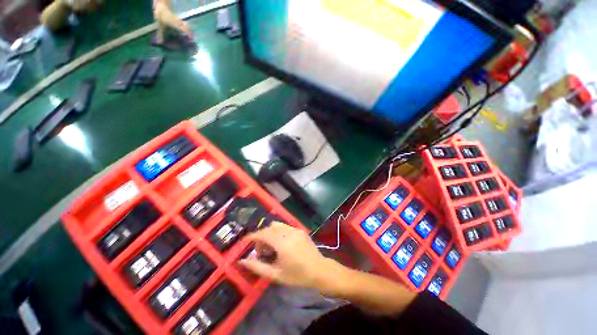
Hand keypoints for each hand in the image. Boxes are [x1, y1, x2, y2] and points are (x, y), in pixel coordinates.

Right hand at [238, 222, 334, 288]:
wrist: (319, 270)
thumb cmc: (297, 275)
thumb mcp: (276, 274)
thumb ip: (257, 267)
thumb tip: (242, 261)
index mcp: (282, 243)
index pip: (263, 234)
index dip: (252, 236)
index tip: (245, 241)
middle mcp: (288, 232)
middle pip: (269, 228)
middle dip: (261, 236)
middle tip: (260, 251)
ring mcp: (295, 229)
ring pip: (277, 225)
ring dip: (270, 233)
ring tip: (271, 246)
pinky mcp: (300, 229)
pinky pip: (285, 226)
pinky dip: (278, 232)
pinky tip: (281, 243)